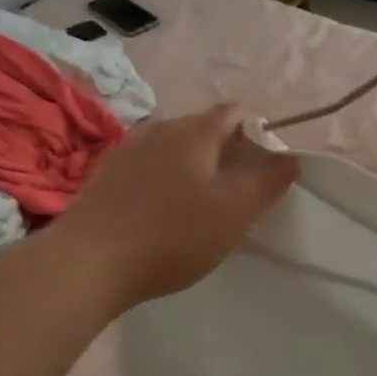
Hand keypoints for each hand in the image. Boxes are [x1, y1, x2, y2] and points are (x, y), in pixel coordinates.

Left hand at [61, 105, 298, 307]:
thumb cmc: (171, 234)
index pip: (236, 112)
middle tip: (239, 190)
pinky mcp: (106, 175)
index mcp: (194, 131)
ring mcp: (128, 149)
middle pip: (204, 128)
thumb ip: (268, 182)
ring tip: (203, 202)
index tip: (267, 167)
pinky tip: (164, 211)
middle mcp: (160, 128)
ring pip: (175, 146)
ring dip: (195, 166)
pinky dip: (166, 178)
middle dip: (227, 151)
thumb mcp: (234, 213)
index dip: (259, 132)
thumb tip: (290, 158)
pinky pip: (149, 165)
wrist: (86, 263)